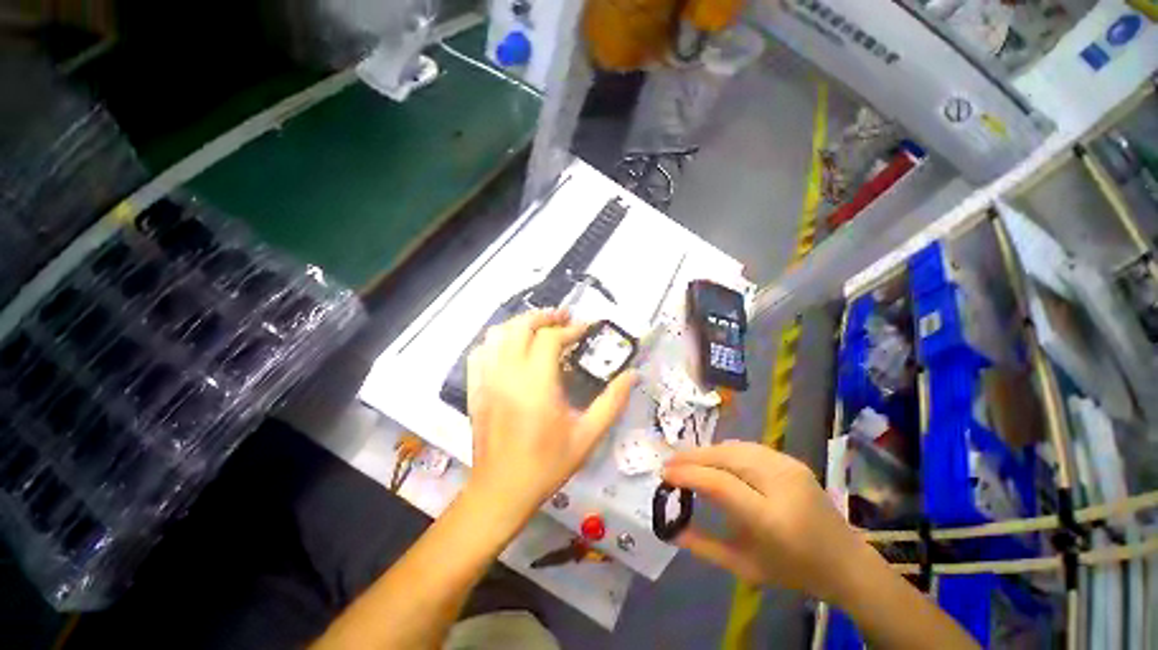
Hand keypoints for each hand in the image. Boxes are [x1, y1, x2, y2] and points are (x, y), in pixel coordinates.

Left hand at [465, 309, 635, 522]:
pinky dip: (496, 342)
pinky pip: (480, 352)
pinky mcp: (474, 389)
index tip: (586, 328)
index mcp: (536, 384)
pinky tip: (510, 348)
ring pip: (497, 334)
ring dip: (520, 324)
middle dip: (544, 316)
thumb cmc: (547, 464)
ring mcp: (486, 380)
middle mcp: (508, 374)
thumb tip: (632, 375)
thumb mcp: (587, 436)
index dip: (570, 329)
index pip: (550, 338)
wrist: (501, 491)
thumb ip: (612, 402)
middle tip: (563, 318)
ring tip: (538, 328)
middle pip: (520, 327)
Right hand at [662, 441, 864, 601]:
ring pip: (734, 447)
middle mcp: (781, 484)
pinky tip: (713, 460)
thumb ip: (704, 547)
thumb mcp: (744, 567)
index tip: (664, 475)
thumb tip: (670, 529)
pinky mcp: (791, 459)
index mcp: (772, 519)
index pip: (719, 484)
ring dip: (705, 452)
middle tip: (669, 464)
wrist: (845, 560)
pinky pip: (747, 447)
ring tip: (686, 461)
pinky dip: (723, 451)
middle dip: (692, 457)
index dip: (688, 474)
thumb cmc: (793, 570)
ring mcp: (789, 466)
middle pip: (725, 457)